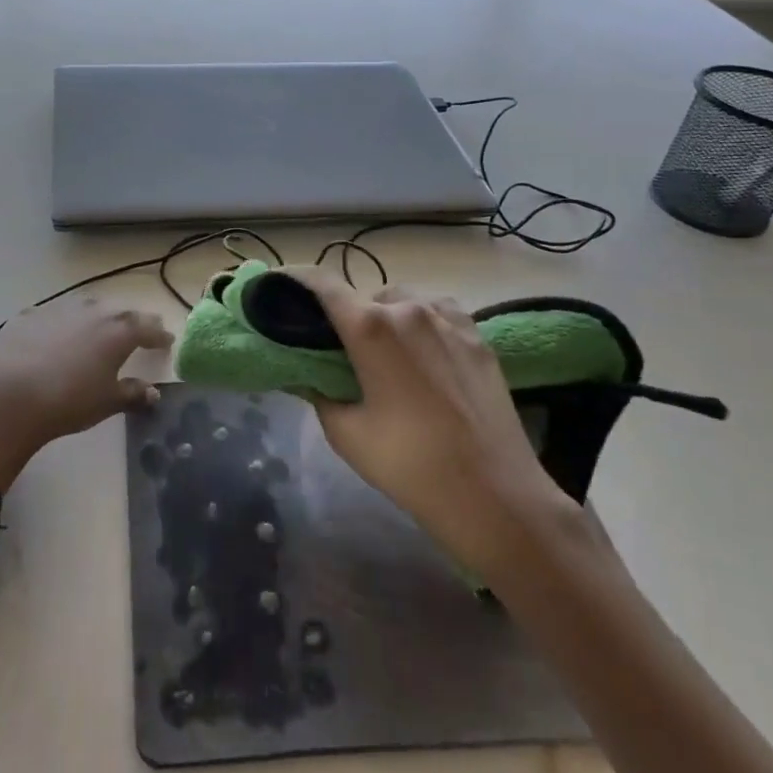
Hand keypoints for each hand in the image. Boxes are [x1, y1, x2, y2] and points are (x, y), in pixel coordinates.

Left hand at [0, 297, 173, 490]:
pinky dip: (64, 323)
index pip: (147, 327)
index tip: (166, 340)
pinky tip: (58, 335)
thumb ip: (133, 394)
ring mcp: (59, 309)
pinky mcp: (29, 315)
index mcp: (119, 330)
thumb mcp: (107, 402)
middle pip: (120, 312)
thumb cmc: (69, 401)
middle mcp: (93, 311)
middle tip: (139, 330)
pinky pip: (54, 315)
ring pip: (87, 306)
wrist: (9, 395)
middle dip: (132, 321)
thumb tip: (153, 393)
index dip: (159, 334)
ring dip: (98, 316)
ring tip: (100, 328)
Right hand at [283, 268, 575, 580]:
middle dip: (345, 315)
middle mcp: (408, 308)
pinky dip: (420, 321)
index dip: (295, 278)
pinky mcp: (477, 334)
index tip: (278, 285)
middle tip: (339, 349)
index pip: (322, 283)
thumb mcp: (345, 433)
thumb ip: (318, 391)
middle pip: (363, 295)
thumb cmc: (409, 465)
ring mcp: (448, 318)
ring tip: (385, 354)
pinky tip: (423, 353)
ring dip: (385, 316)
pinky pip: (437, 311)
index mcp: (370, 327)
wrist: (494, 494)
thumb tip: (306, 372)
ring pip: (402, 300)